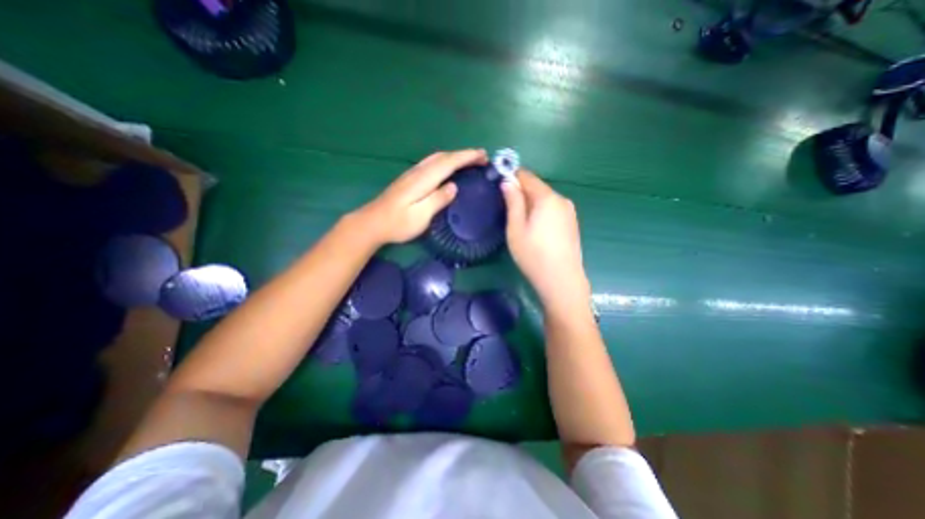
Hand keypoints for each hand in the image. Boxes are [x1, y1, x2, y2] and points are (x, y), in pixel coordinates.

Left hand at [354, 148, 485, 241]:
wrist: (371, 223)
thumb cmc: (397, 223)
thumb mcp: (420, 216)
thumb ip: (438, 200)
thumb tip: (454, 186)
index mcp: (423, 180)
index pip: (448, 163)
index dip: (467, 157)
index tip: (483, 155)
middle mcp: (418, 172)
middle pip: (443, 157)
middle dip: (464, 154)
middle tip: (481, 158)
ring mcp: (411, 174)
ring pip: (436, 158)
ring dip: (454, 156)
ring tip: (469, 160)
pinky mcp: (408, 179)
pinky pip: (431, 164)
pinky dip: (445, 162)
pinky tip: (447, 168)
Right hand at [504, 171, 587, 307]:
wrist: (562, 280)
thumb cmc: (533, 254)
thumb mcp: (516, 228)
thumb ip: (513, 202)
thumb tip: (508, 181)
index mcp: (547, 197)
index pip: (527, 176)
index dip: (511, 177)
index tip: (499, 186)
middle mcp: (561, 199)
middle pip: (537, 187)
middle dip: (521, 193)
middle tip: (507, 209)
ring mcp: (569, 212)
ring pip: (545, 199)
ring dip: (531, 204)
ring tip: (520, 223)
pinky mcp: (572, 223)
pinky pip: (553, 210)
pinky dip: (542, 212)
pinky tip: (536, 230)